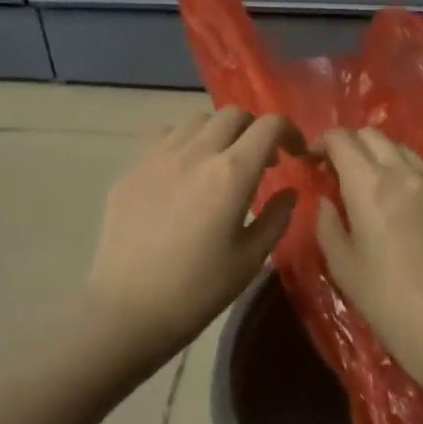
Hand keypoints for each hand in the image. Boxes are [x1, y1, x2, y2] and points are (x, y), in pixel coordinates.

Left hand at [84, 108, 304, 366]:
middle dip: (254, 130)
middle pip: (233, 114)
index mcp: (231, 174)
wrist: (128, 309)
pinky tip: (183, 173)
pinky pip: (164, 137)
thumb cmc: (197, 290)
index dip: (289, 131)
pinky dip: (184, 143)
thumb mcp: (250, 259)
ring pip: (196, 120)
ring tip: (219, 163)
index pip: (268, 126)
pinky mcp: (132, 169)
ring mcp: (158, 156)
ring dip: (218, 133)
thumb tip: (288, 191)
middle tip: (259, 161)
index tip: (294, 153)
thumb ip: (276, 217)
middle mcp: (195, 153)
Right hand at [315, 127, 422, 395]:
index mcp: (371, 186)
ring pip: (404, 150)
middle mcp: (406, 173)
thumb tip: (327, 200)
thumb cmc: (388, 302)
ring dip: (382, 157)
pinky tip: (406, 208)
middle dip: (351, 145)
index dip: (322, 143)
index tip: (313, 160)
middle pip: (373, 135)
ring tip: (373, 186)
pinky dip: (409, 177)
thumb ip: (328, 222)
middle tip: (339, 171)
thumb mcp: (343, 265)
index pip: (342, 139)